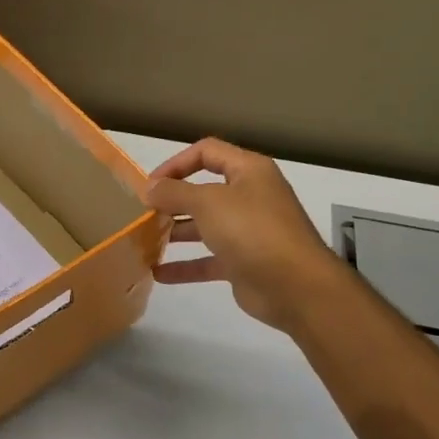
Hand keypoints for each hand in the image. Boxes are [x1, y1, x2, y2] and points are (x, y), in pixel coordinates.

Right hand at [147, 138, 337, 332]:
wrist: (295, 286)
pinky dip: (185, 266)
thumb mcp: (208, 203)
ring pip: (204, 226)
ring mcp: (248, 232)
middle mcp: (250, 197)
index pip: (207, 152)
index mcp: (249, 171)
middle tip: (143, 213)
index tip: (149, 185)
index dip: (175, 163)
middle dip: (172, 200)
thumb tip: (150, 188)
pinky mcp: (243, 263)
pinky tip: (158, 274)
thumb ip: (174, 192)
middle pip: (204, 190)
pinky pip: (208, 260)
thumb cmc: (253, 231)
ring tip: (145, 240)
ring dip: (175, 232)